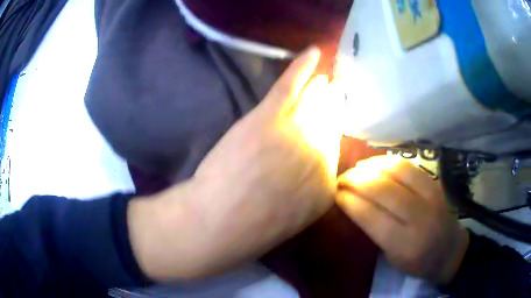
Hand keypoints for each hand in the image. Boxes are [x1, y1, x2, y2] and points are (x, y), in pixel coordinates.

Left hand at [128, 47, 342, 280]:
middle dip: (329, 111)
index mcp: (325, 187)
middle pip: (329, 124)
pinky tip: (313, 53)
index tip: (326, 127)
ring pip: (315, 103)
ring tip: (325, 81)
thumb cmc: (250, 230)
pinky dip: (303, 67)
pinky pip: (292, 86)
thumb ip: (308, 193)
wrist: (219, 223)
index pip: (333, 153)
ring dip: (320, 90)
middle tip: (330, 98)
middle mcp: (319, 156)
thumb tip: (313, 170)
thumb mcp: (291, 218)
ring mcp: (296, 133)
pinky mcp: (269, 117)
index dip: (327, 138)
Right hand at [336, 156, 469, 284]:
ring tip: (355, 169)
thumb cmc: (417, 261)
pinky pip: (408, 166)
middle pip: (382, 190)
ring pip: (395, 172)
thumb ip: (374, 231)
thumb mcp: (392, 257)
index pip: (371, 216)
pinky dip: (387, 162)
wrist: (450, 250)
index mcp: (404, 245)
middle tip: (340, 179)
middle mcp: (419, 218)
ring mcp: (430, 196)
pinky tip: (375, 163)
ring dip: (370, 167)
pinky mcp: (435, 184)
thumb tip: (353, 203)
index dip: (349, 201)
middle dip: (356, 180)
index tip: (334, 193)